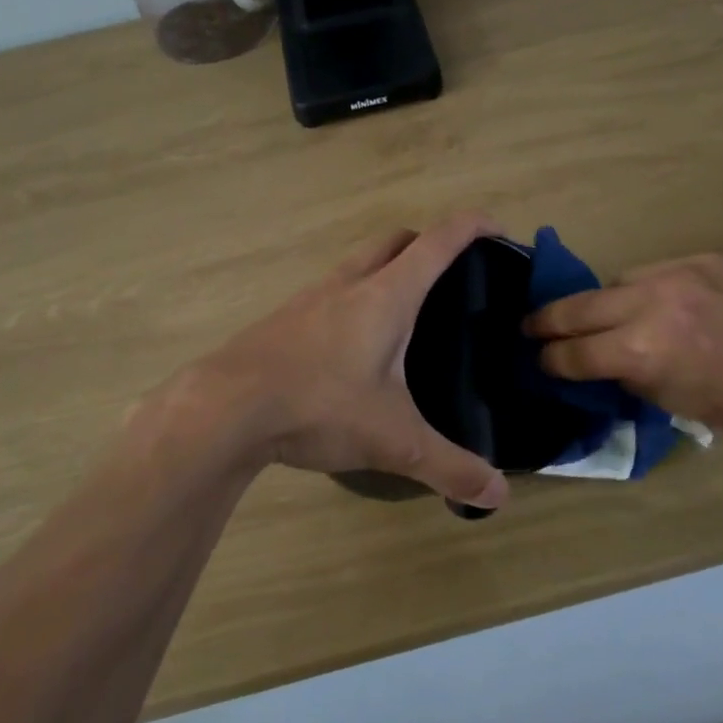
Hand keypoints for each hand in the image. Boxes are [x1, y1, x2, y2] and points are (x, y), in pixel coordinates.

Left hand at [169, 214, 510, 509]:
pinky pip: (329, 291)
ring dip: (386, 269)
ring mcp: (309, 298)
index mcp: (386, 296)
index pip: (438, 241)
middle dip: (428, 243)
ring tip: (405, 314)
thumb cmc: (318, 406)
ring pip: (358, 263)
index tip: (497, 228)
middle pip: (395, 240)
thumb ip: (450, 466)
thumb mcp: (393, 441)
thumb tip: (499, 496)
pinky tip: (352, 346)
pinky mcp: (283, 319)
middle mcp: (348, 283)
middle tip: (451, 277)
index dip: (472, 226)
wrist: (223, 409)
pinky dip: (353, 298)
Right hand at [524, 252, 722, 443]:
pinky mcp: (712, 256)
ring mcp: (683, 270)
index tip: (540, 361)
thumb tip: (610, 365)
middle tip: (532, 326)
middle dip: (548, 320)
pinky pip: (664, 268)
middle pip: (579, 305)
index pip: (574, 352)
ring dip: (605, 300)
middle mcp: (652, 301)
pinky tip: (668, 301)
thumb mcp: (683, 405)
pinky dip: (652, 287)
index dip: (550, 361)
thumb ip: (635, 378)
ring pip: (620, 278)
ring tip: (608, 314)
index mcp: (642, 350)